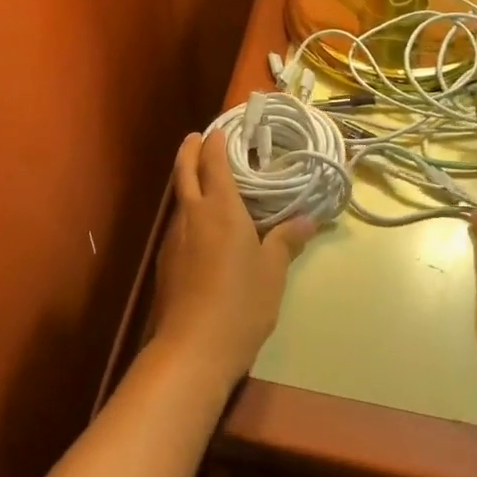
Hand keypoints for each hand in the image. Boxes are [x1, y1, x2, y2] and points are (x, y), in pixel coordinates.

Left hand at [153, 132, 318, 391]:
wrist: (192, 348)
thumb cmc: (240, 303)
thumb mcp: (273, 272)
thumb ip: (286, 240)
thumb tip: (309, 219)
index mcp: (221, 208)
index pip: (214, 162)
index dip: (216, 141)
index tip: (221, 128)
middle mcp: (193, 214)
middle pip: (184, 171)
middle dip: (190, 149)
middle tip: (198, 136)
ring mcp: (175, 238)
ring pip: (179, 197)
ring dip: (187, 180)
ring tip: (205, 179)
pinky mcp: (167, 261)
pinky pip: (179, 223)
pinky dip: (188, 210)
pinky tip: (202, 226)